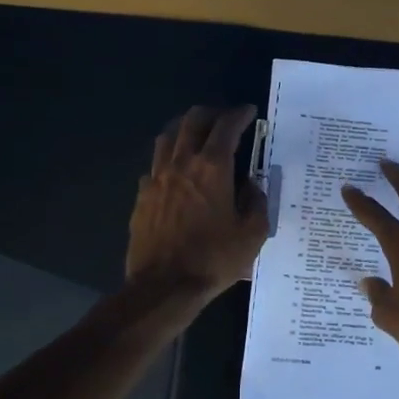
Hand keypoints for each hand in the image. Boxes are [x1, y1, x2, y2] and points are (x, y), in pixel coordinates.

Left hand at [126, 105, 268, 297]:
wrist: (164, 287)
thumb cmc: (214, 260)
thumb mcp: (253, 234)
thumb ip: (256, 202)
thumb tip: (251, 186)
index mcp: (213, 168)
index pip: (226, 126)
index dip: (239, 114)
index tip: (248, 112)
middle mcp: (182, 163)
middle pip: (193, 121)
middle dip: (212, 113)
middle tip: (225, 119)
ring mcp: (157, 178)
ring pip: (168, 136)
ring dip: (185, 128)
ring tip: (197, 134)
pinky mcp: (142, 196)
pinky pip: (154, 164)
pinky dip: (168, 158)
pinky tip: (175, 170)